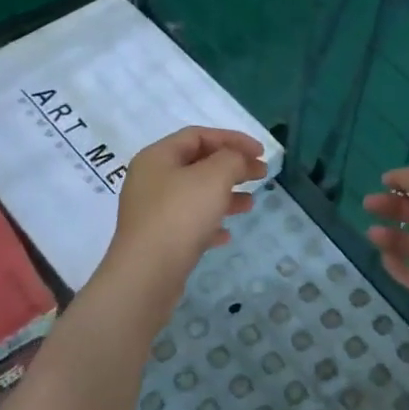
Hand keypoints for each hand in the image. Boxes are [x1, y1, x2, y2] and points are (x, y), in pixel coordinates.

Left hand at [101, 126, 265, 303]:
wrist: (147, 274)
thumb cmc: (180, 215)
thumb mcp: (213, 177)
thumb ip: (232, 159)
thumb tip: (238, 159)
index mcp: (157, 157)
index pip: (198, 135)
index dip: (232, 139)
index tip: (260, 153)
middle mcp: (151, 180)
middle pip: (197, 164)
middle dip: (232, 167)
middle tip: (261, 174)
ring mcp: (152, 211)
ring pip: (195, 195)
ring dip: (225, 196)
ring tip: (250, 204)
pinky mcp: (158, 239)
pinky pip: (188, 223)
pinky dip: (210, 223)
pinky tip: (226, 235)